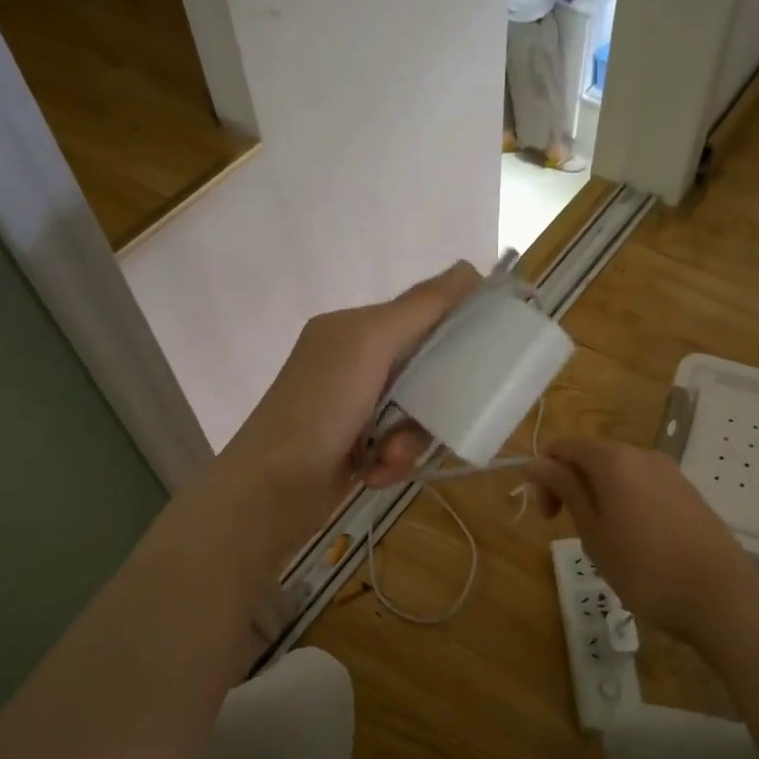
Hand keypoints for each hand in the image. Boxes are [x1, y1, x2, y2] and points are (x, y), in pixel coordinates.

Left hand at [220, 261, 480, 525]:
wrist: (270, 490)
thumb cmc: (319, 407)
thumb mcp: (370, 344)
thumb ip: (420, 308)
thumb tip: (469, 268)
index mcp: (352, 328)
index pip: (419, 313)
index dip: (454, 326)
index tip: (488, 347)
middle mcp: (352, 362)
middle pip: (424, 370)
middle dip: (431, 399)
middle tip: (434, 416)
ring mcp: (352, 408)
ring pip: (416, 414)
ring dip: (410, 440)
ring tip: (390, 455)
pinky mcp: (354, 448)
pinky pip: (398, 446)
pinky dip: (393, 462)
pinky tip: (372, 473)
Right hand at [527, 437, 758, 644]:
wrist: (720, 596)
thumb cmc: (643, 568)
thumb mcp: (593, 531)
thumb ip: (565, 490)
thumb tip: (537, 463)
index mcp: (614, 460)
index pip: (564, 447)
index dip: (546, 475)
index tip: (548, 516)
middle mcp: (643, 455)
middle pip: (592, 456)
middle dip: (571, 485)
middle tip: (567, 529)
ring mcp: (670, 472)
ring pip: (619, 472)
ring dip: (598, 495)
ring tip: (602, 540)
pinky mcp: (688, 492)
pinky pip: (643, 485)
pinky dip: (625, 501)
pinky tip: (633, 540)